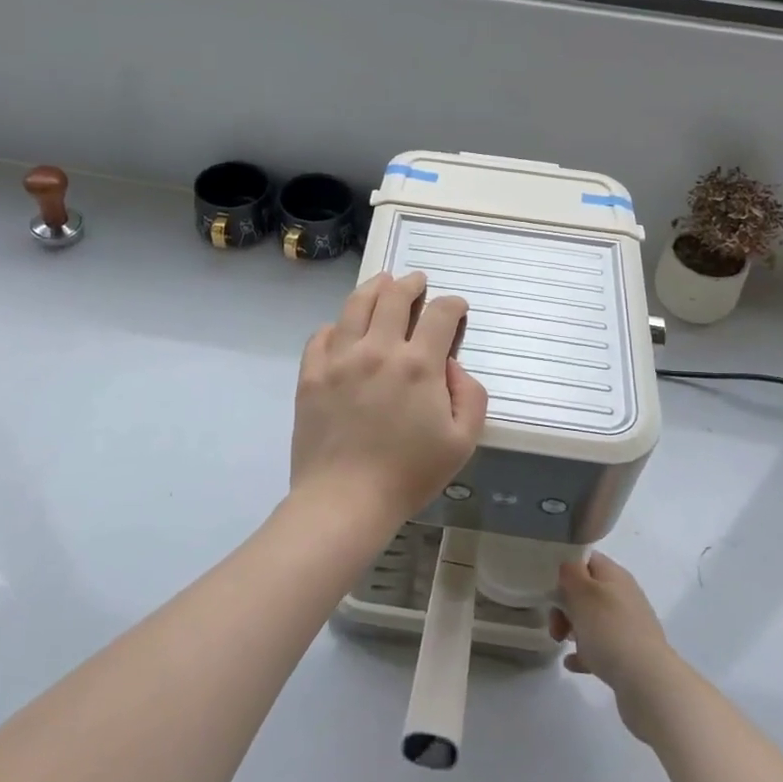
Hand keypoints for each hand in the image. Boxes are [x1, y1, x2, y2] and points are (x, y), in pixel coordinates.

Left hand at [289, 271, 489, 532]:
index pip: (439, 314)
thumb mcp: (462, 442)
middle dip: (411, 283)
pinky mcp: (311, 373)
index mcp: (418, 365)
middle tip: (417, 281)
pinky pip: (321, 334)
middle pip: (394, 296)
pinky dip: (336, 324)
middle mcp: (378, 349)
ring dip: (374, 287)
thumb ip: (471, 396)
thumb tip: (452, 366)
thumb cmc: (408, 474)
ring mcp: (340, 358)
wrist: (344, 500)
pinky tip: (343, 329)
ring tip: (382, 283)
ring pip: (356, 305)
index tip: (456, 308)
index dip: (452, 304)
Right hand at [549, 552, 681, 740]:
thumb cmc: (610, 630)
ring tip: (562, 642)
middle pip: (586, 591)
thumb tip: (568, 566)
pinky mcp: (629, 654)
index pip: (586, 558)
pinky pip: (600, 647)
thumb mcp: (582, 593)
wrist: (648, 682)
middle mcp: (623, 596)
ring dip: (573, 628)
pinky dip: (584, 653)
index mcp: (614, 575)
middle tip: (555, 623)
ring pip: (592, 620)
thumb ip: (570, 573)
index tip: (548, 585)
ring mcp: (628, 626)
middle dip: (564, 605)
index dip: (565, 567)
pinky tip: (572, 663)